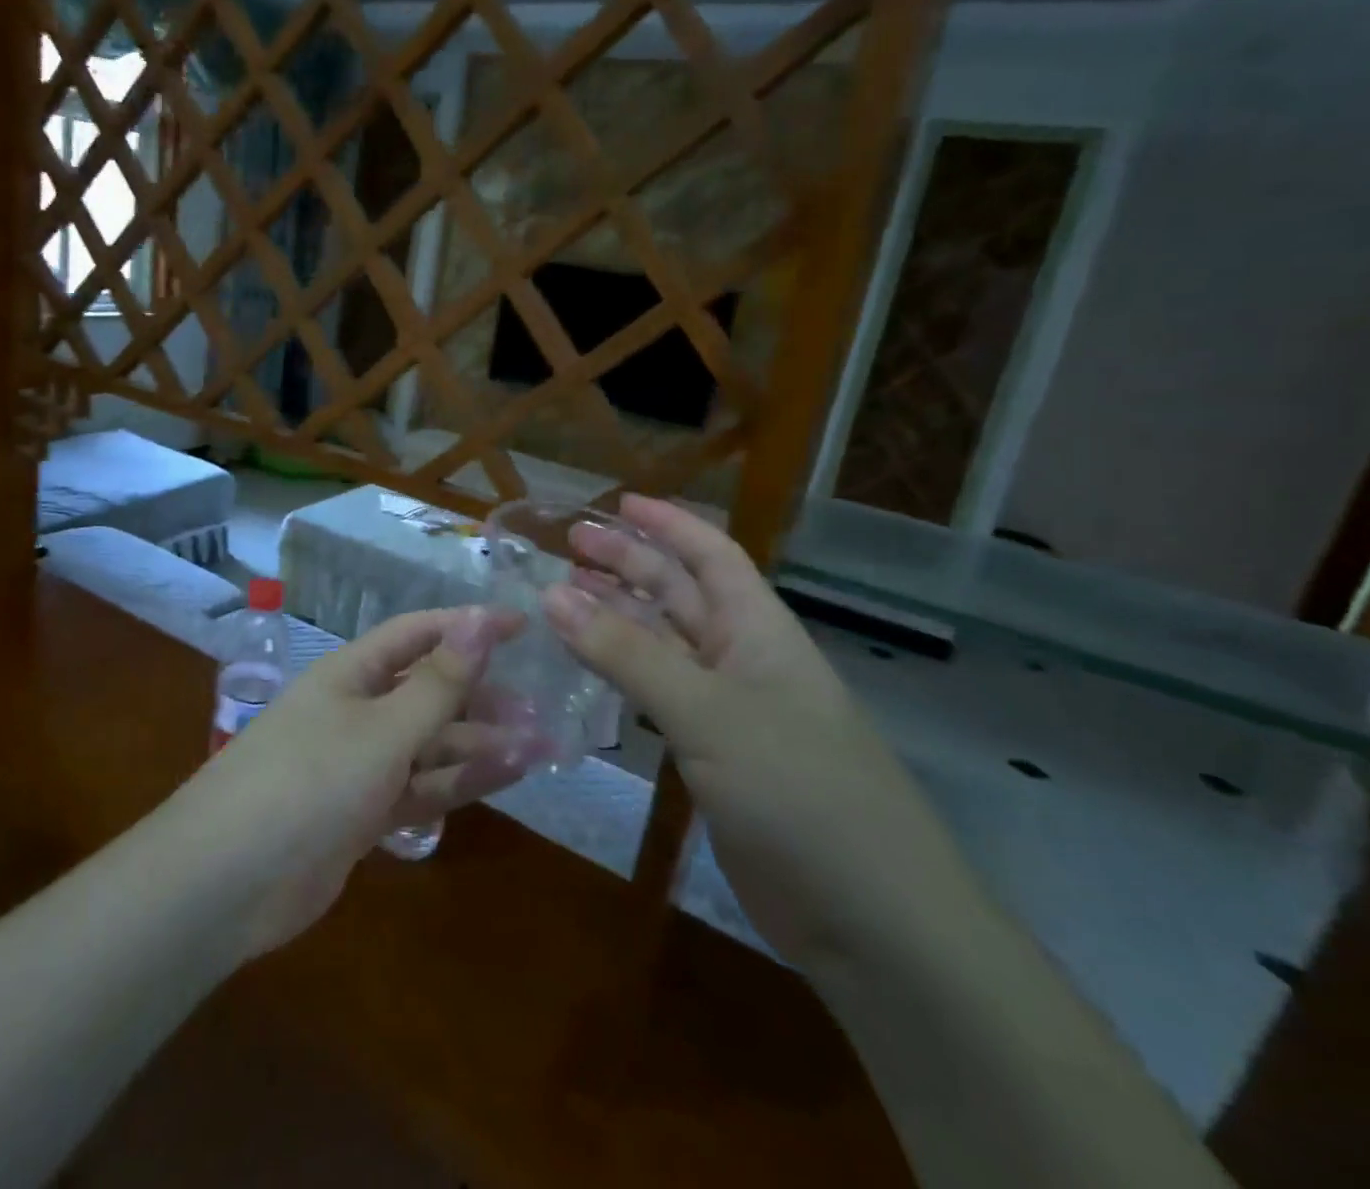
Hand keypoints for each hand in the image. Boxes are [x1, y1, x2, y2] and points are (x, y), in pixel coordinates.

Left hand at [178, 607, 551, 955]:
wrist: (226, 884)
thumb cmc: (308, 781)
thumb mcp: (383, 729)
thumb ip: (438, 682)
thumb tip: (482, 618)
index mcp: (352, 673)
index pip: (419, 634)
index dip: (469, 626)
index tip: (523, 627)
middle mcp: (357, 711)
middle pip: (429, 691)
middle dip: (482, 695)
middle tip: (541, 706)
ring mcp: (360, 765)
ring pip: (431, 743)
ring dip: (481, 742)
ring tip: (542, 744)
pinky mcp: (364, 813)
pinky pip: (422, 786)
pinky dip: (459, 781)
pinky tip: (505, 776)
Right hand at [545, 496, 979, 969]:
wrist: (869, 920)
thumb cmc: (798, 790)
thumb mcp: (707, 711)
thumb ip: (627, 653)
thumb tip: (552, 594)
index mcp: (759, 630)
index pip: (712, 556)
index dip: (668, 524)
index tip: (617, 502)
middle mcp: (744, 660)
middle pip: (679, 595)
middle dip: (629, 565)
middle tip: (569, 546)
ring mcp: (729, 711)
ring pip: (663, 646)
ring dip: (617, 619)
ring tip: (562, 599)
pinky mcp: (714, 758)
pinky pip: (659, 697)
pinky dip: (622, 676)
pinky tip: (588, 670)